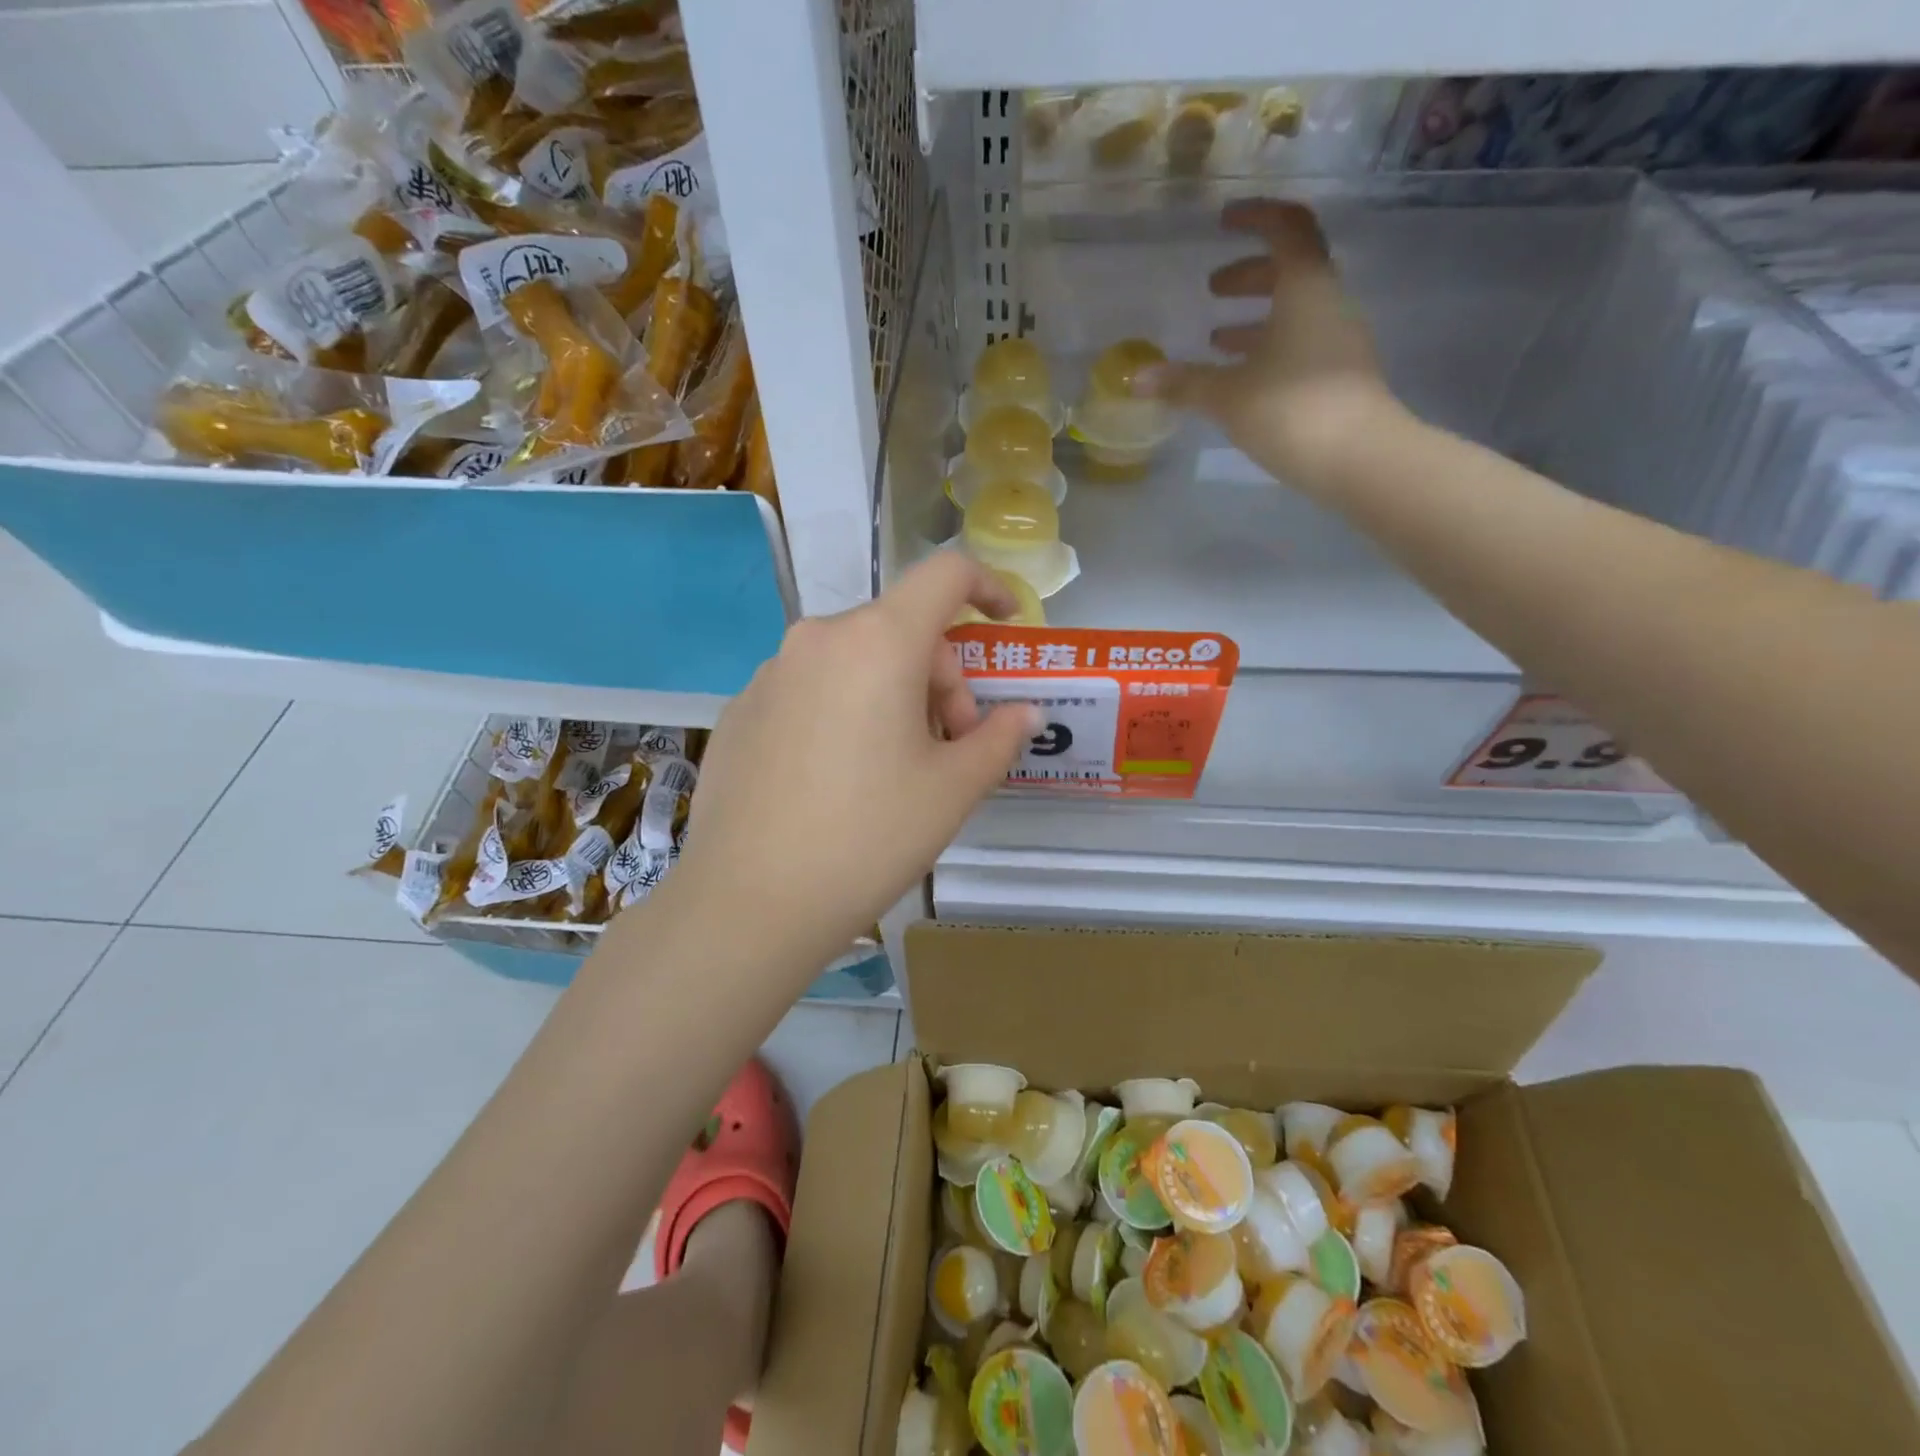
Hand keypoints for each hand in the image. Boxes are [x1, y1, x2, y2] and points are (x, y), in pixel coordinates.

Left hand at [667, 553, 1040, 975]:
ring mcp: (772, 673)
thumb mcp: (953, 790)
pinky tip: (838, 781)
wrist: (750, 902)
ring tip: (896, 770)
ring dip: (893, 696)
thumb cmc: (870, 837)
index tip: (1004, 624)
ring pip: (856, 661)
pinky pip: (812, 689)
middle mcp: (819, 639)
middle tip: (951, 748)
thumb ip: (999, 738)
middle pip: (902, 629)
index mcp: (879, 642)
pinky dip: (844, 712)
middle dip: (941, 679)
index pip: (945, 576)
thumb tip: (1024, 714)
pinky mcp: (742, 709)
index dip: (986, 587)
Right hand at [1139, 198, 1404, 495]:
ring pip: (1294, 311)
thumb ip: (1183, 383)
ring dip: (1256, 317)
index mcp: (1305, 287)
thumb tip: (1137, 377)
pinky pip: (1300, 343)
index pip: (1286, 228)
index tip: (1224, 220)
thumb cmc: (1291, 410)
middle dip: (1250, 274)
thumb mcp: (1227, 395)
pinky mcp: (1338, 375)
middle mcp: (1327, 303)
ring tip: (1217, 338)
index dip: (1255, 217)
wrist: (1358, 458)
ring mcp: (1337, 340)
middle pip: (1290, 270)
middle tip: (1213, 288)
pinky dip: (1269, 347)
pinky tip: (1243, 376)